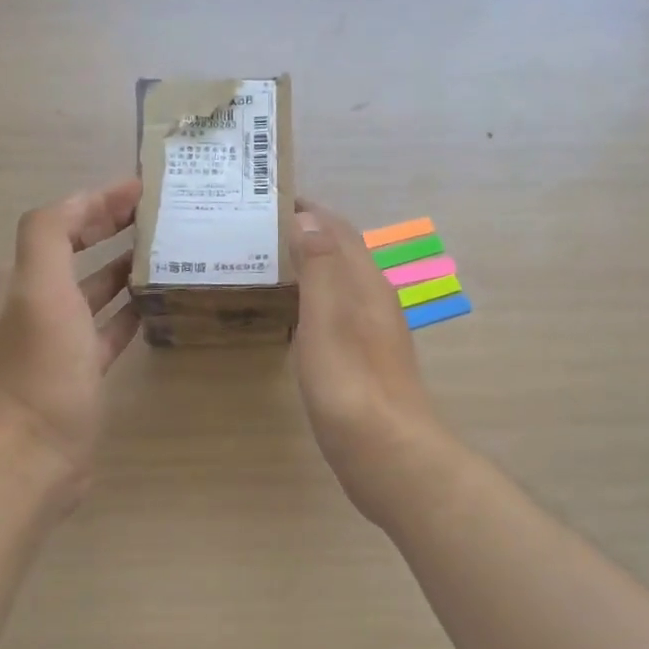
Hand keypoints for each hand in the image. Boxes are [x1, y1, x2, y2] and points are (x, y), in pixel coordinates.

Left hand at [0, 179, 142, 509]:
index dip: (98, 200)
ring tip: (167, 253)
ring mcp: (60, 340)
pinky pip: (109, 329)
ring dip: (124, 268)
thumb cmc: (40, 368)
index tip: (142, 188)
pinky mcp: (81, 371)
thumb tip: (86, 201)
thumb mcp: (40, 289)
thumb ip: (51, 234)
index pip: (60, 221)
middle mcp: (37, 303)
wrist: (32, 454)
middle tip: (159, 216)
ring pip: (95, 290)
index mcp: (23, 278)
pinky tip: (156, 305)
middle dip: (112, 229)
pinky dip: (129, 312)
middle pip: (77, 252)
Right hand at [289, 199, 452, 524]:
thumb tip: (308, 218)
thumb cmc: (351, 383)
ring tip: (270, 261)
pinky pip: (337, 312)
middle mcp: (375, 301)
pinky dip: (314, 298)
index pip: (339, 230)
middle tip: (261, 228)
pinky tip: (295, 315)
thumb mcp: (328, 319)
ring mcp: (373, 333)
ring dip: (312, 265)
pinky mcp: (365, 361)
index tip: (271, 197)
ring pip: (341, 283)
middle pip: (343, 253)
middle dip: (309, 232)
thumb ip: (320, 267)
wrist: (386, 451)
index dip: (310, 211)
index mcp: (366, 284)